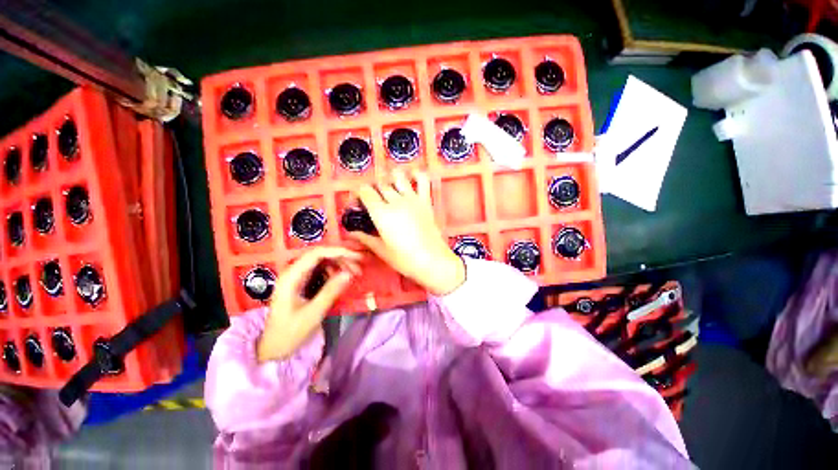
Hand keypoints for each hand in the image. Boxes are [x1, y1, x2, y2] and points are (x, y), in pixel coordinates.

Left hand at [257, 247, 361, 361]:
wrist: (274, 348)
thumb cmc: (290, 332)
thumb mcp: (313, 313)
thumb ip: (330, 291)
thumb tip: (349, 273)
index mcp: (291, 277)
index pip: (316, 254)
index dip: (338, 252)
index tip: (356, 257)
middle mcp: (293, 272)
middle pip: (320, 255)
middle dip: (342, 258)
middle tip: (358, 268)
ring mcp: (297, 277)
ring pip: (322, 261)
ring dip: (339, 264)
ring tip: (354, 273)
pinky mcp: (302, 282)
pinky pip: (321, 270)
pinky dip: (334, 272)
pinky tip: (342, 279)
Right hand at [349, 170, 464, 295]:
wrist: (432, 261)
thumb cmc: (404, 259)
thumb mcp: (381, 250)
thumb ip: (365, 238)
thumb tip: (351, 233)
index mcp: (381, 213)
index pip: (365, 191)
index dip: (358, 194)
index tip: (358, 203)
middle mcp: (396, 201)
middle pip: (380, 184)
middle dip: (372, 189)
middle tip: (372, 200)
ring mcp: (412, 199)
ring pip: (398, 177)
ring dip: (390, 178)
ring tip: (389, 187)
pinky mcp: (426, 201)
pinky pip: (423, 181)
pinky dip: (417, 174)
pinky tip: (412, 176)